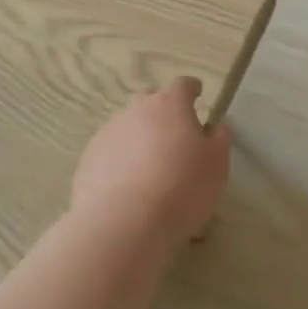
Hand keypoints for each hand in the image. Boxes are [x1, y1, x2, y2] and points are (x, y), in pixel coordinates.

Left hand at [70, 78, 230, 242]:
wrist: (123, 222)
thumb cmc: (181, 188)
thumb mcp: (216, 165)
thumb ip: (219, 140)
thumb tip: (215, 127)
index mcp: (170, 105)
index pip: (183, 85)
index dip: (192, 89)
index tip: (198, 95)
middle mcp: (136, 110)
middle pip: (150, 100)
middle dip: (163, 111)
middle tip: (174, 135)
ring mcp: (108, 133)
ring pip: (128, 126)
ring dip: (140, 137)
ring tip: (149, 167)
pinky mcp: (88, 159)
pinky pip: (110, 151)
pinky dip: (120, 160)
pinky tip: (127, 185)